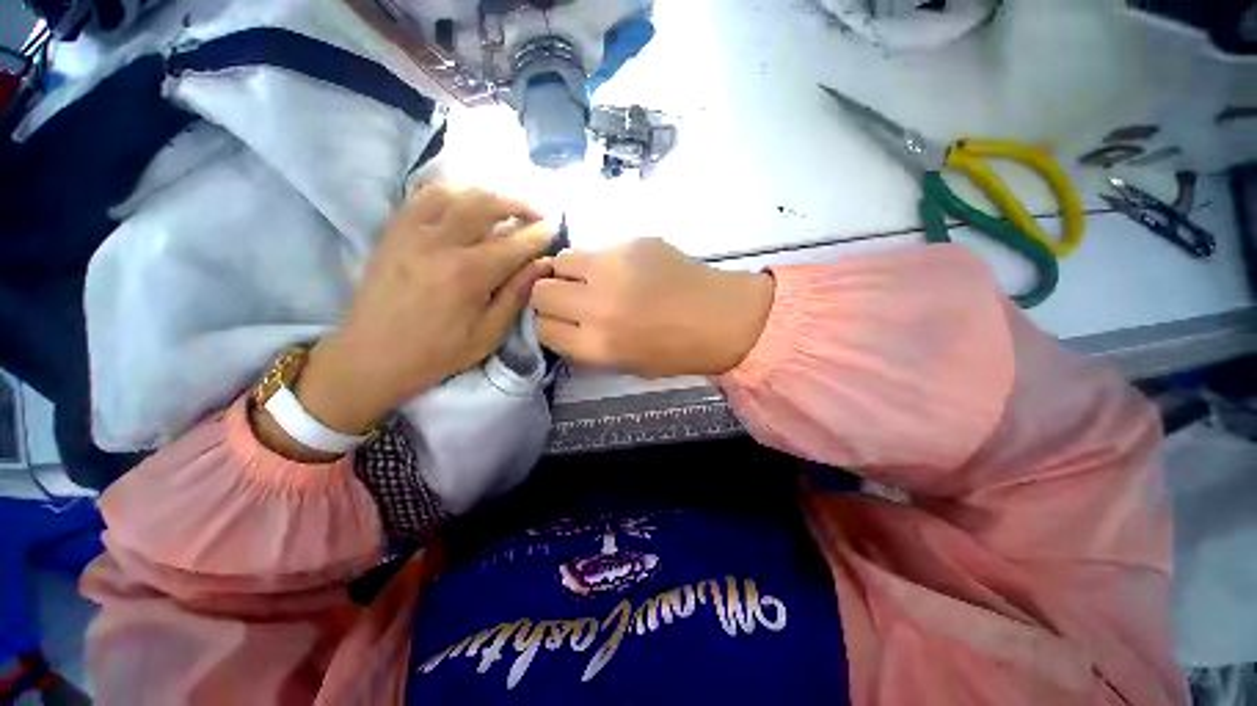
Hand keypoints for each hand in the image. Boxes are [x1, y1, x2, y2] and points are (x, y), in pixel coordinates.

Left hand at [264, 185, 553, 454]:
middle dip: (517, 204)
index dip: (538, 234)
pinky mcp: (393, 232)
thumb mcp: (488, 334)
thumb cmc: (437, 352)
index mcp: (468, 274)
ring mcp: (411, 233)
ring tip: (504, 203)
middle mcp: (440, 244)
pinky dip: (450, 191)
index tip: (554, 227)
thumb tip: (542, 266)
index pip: (513, 244)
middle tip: (535, 212)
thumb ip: (516, 295)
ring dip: (486, 192)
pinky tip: (464, 199)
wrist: (371, 357)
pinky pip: (423, 196)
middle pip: (485, 206)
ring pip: (454, 193)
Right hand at [531, 238, 773, 377]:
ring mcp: (612, 269)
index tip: (562, 321)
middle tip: (573, 298)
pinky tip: (622, 268)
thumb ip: (587, 347)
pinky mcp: (630, 243)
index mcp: (597, 345)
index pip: (543, 329)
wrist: (722, 318)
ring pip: (560, 261)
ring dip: (570, 272)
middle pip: (541, 292)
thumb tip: (563, 325)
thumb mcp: (625, 364)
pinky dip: (598, 259)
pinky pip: (594, 247)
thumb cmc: (676, 351)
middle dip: (552, 297)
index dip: (550, 324)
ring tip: (594, 279)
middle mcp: (596, 306)